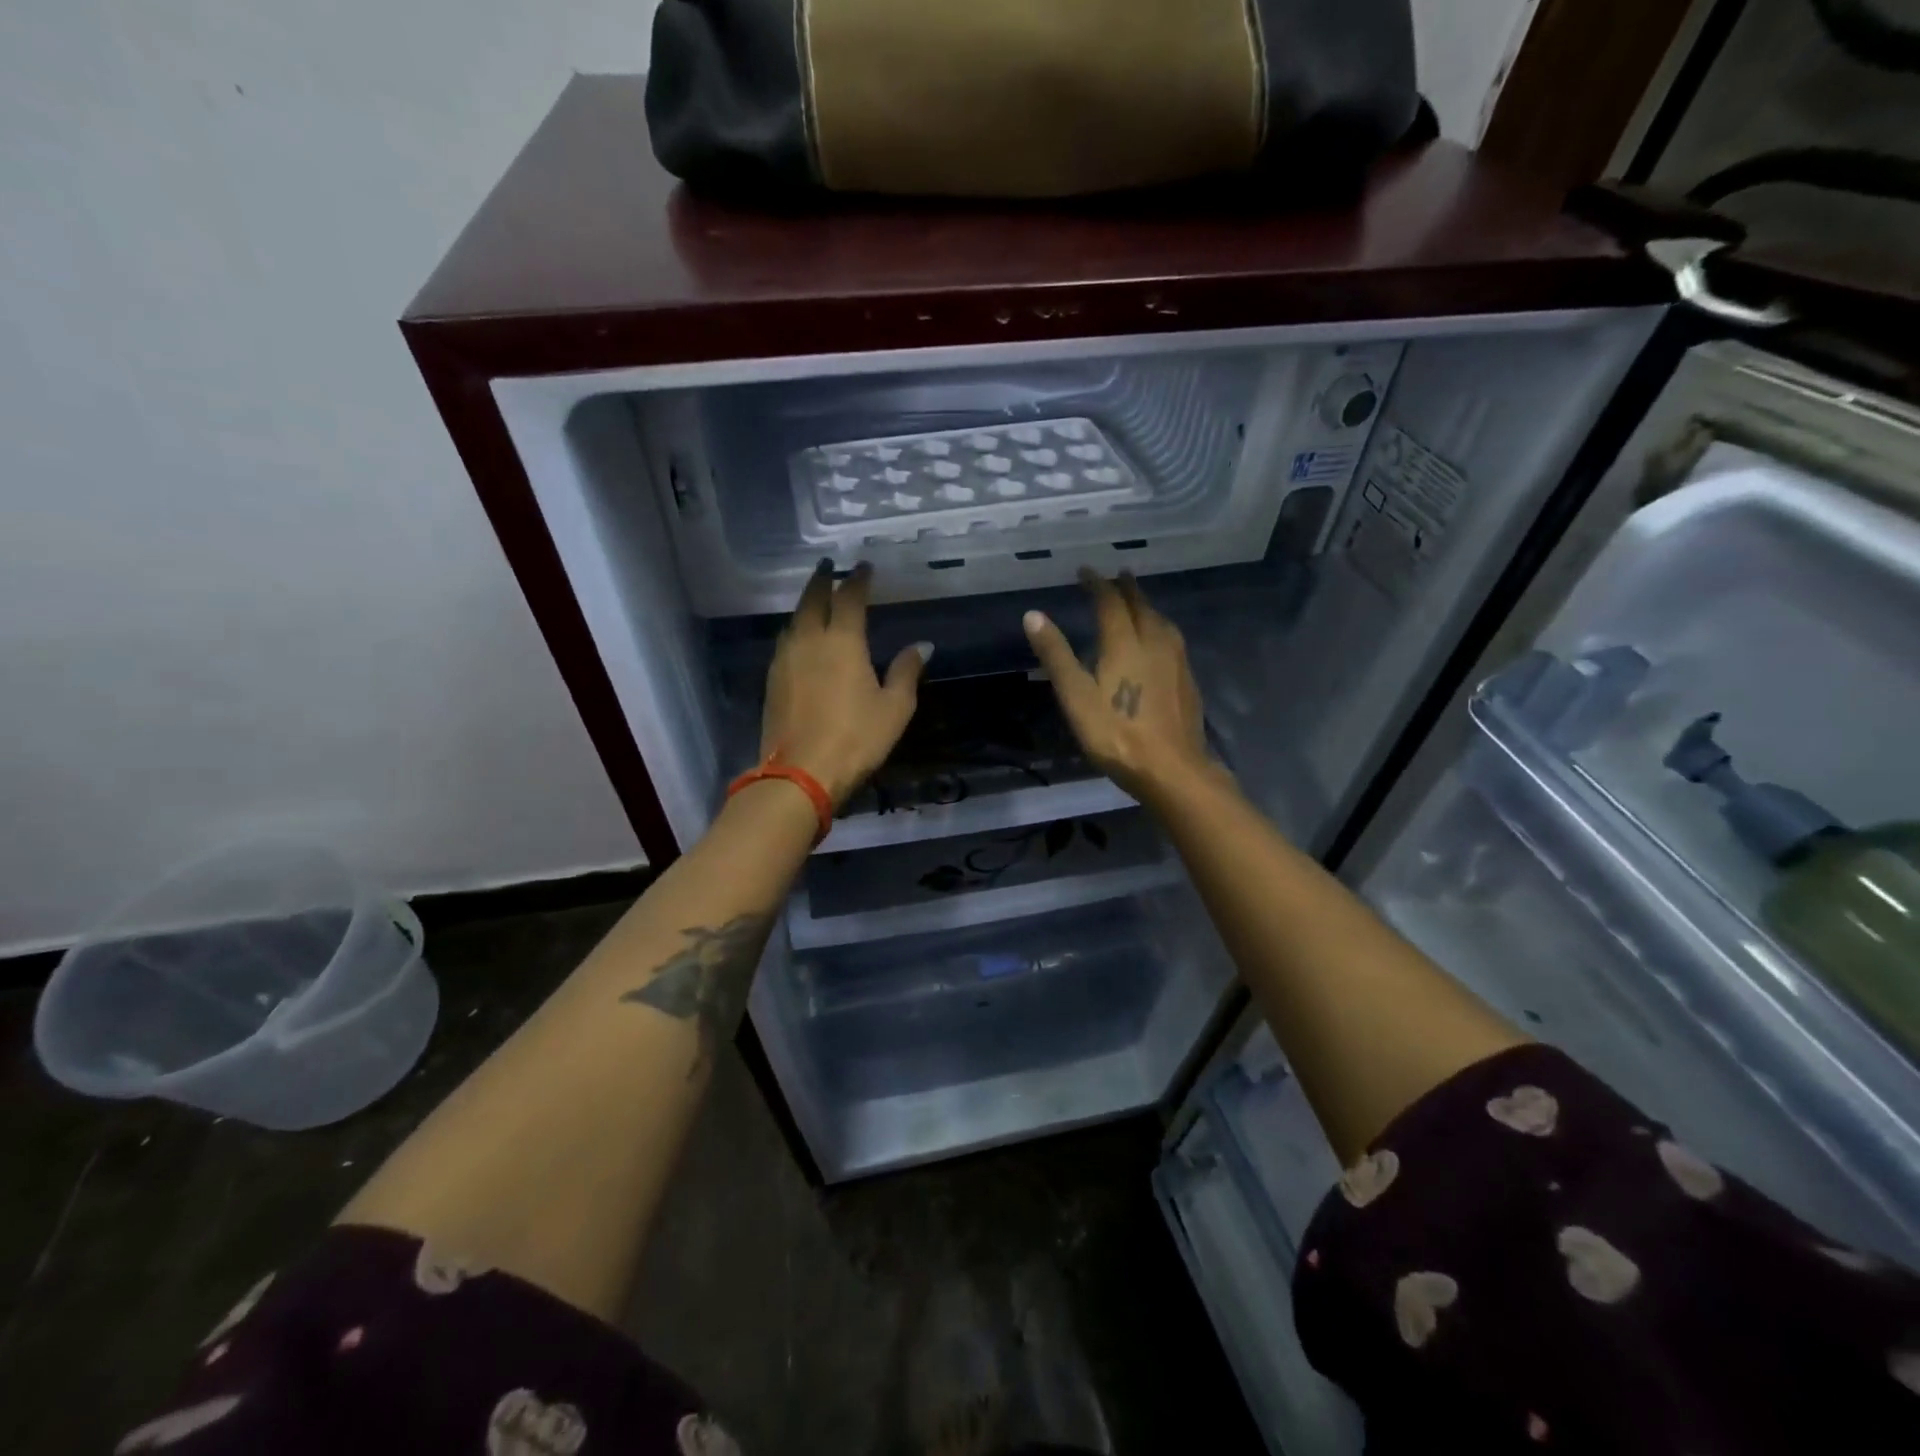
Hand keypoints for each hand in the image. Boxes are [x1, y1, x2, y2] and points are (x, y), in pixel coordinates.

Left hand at [760, 561, 931, 808]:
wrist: (801, 773)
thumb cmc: (856, 738)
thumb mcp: (894, 707)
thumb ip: (906, 671)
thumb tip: (922, 646)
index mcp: (842, 641)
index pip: (850, 598)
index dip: (858, 579)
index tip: (864, 566)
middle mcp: (809, 640)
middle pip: (813, 599)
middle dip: (822, 580)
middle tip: (829, 566)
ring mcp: (785, 660)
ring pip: (794, 619)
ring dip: (806, 602)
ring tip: (815, 597)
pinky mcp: (772, 681)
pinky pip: (785, 642)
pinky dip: (796, 629)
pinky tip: (800, 637)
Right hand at [1023, 569, 1217, 804]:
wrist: (1172, 769)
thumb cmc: (1117, 734)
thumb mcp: (1076, 697)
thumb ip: (1056, 655)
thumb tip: (1033, 615)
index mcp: (1125, 643)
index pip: (1110, 602)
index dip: (1097, 584)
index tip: (1085, 571)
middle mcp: (1155, 642)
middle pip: (1141, 606)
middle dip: (1126, 588)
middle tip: (1117, 575)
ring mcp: (1176, 661)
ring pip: (1161, 621)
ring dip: (1147, 605)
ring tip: (1138, 601)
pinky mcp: (1188, 680)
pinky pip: (1173, 639)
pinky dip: (1160, 627)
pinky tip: (1160, 640)